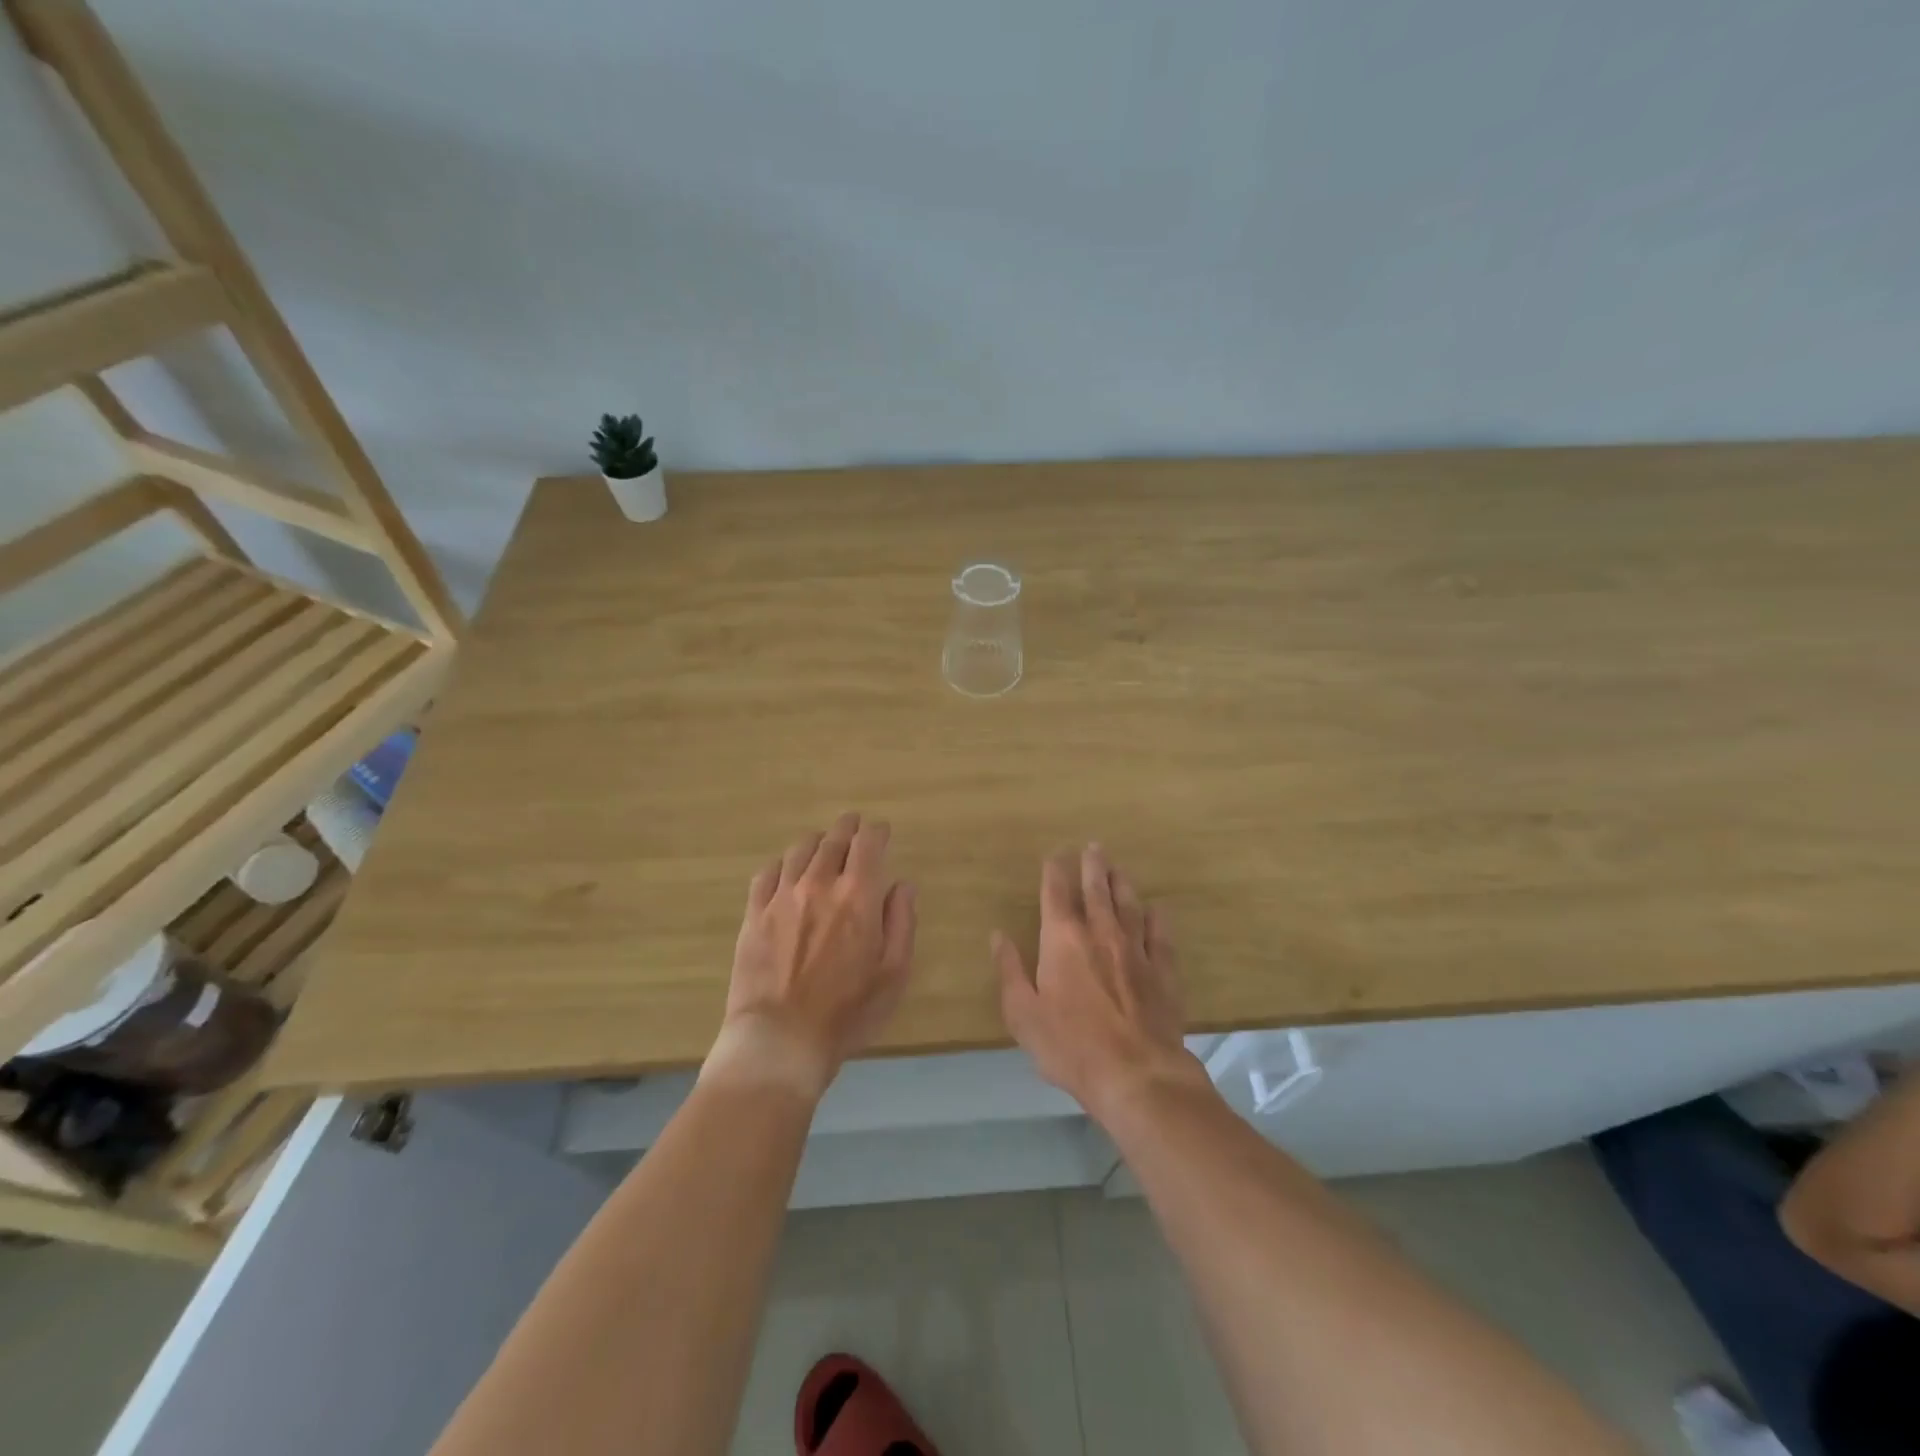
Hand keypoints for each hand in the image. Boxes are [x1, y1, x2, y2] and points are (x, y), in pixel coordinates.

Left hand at [707, 812, 916, 1098]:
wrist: (780, 1039)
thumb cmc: (848, 1012)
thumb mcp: (893, 973)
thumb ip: (902, 922)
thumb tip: (902, 885)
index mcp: (857, 896)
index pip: (868, 844)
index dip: (877, 832)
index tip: (882, 831)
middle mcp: (819, 884)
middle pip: (833, 840)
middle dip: (848, 827)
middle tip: (854, 825)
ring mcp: (781, 897)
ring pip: (800, 850)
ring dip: (817, 841)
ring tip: (823, 844)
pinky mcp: (754, 914)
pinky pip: (767, 873)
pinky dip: (782, 863)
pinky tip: (786, 870)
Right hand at [994, 844, 1205, 1121]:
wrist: (1136, 1075)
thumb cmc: (1070, 1046)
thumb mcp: (1023, 1014)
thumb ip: (1009, 971)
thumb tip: (998, 936)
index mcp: (1063, 940)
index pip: (1056, 894)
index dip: (1054, 871)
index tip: (1055, 855)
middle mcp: (1100, 933)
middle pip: (1096, 890)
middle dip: (1092, 866)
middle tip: (1094, 846)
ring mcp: (1136, 950)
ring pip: (1129, 906)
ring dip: (1122, 884)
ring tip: (1119, 869)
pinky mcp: (1164, 972)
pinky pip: (1161, 936)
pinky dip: (1157, 919)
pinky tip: (1157, 910)